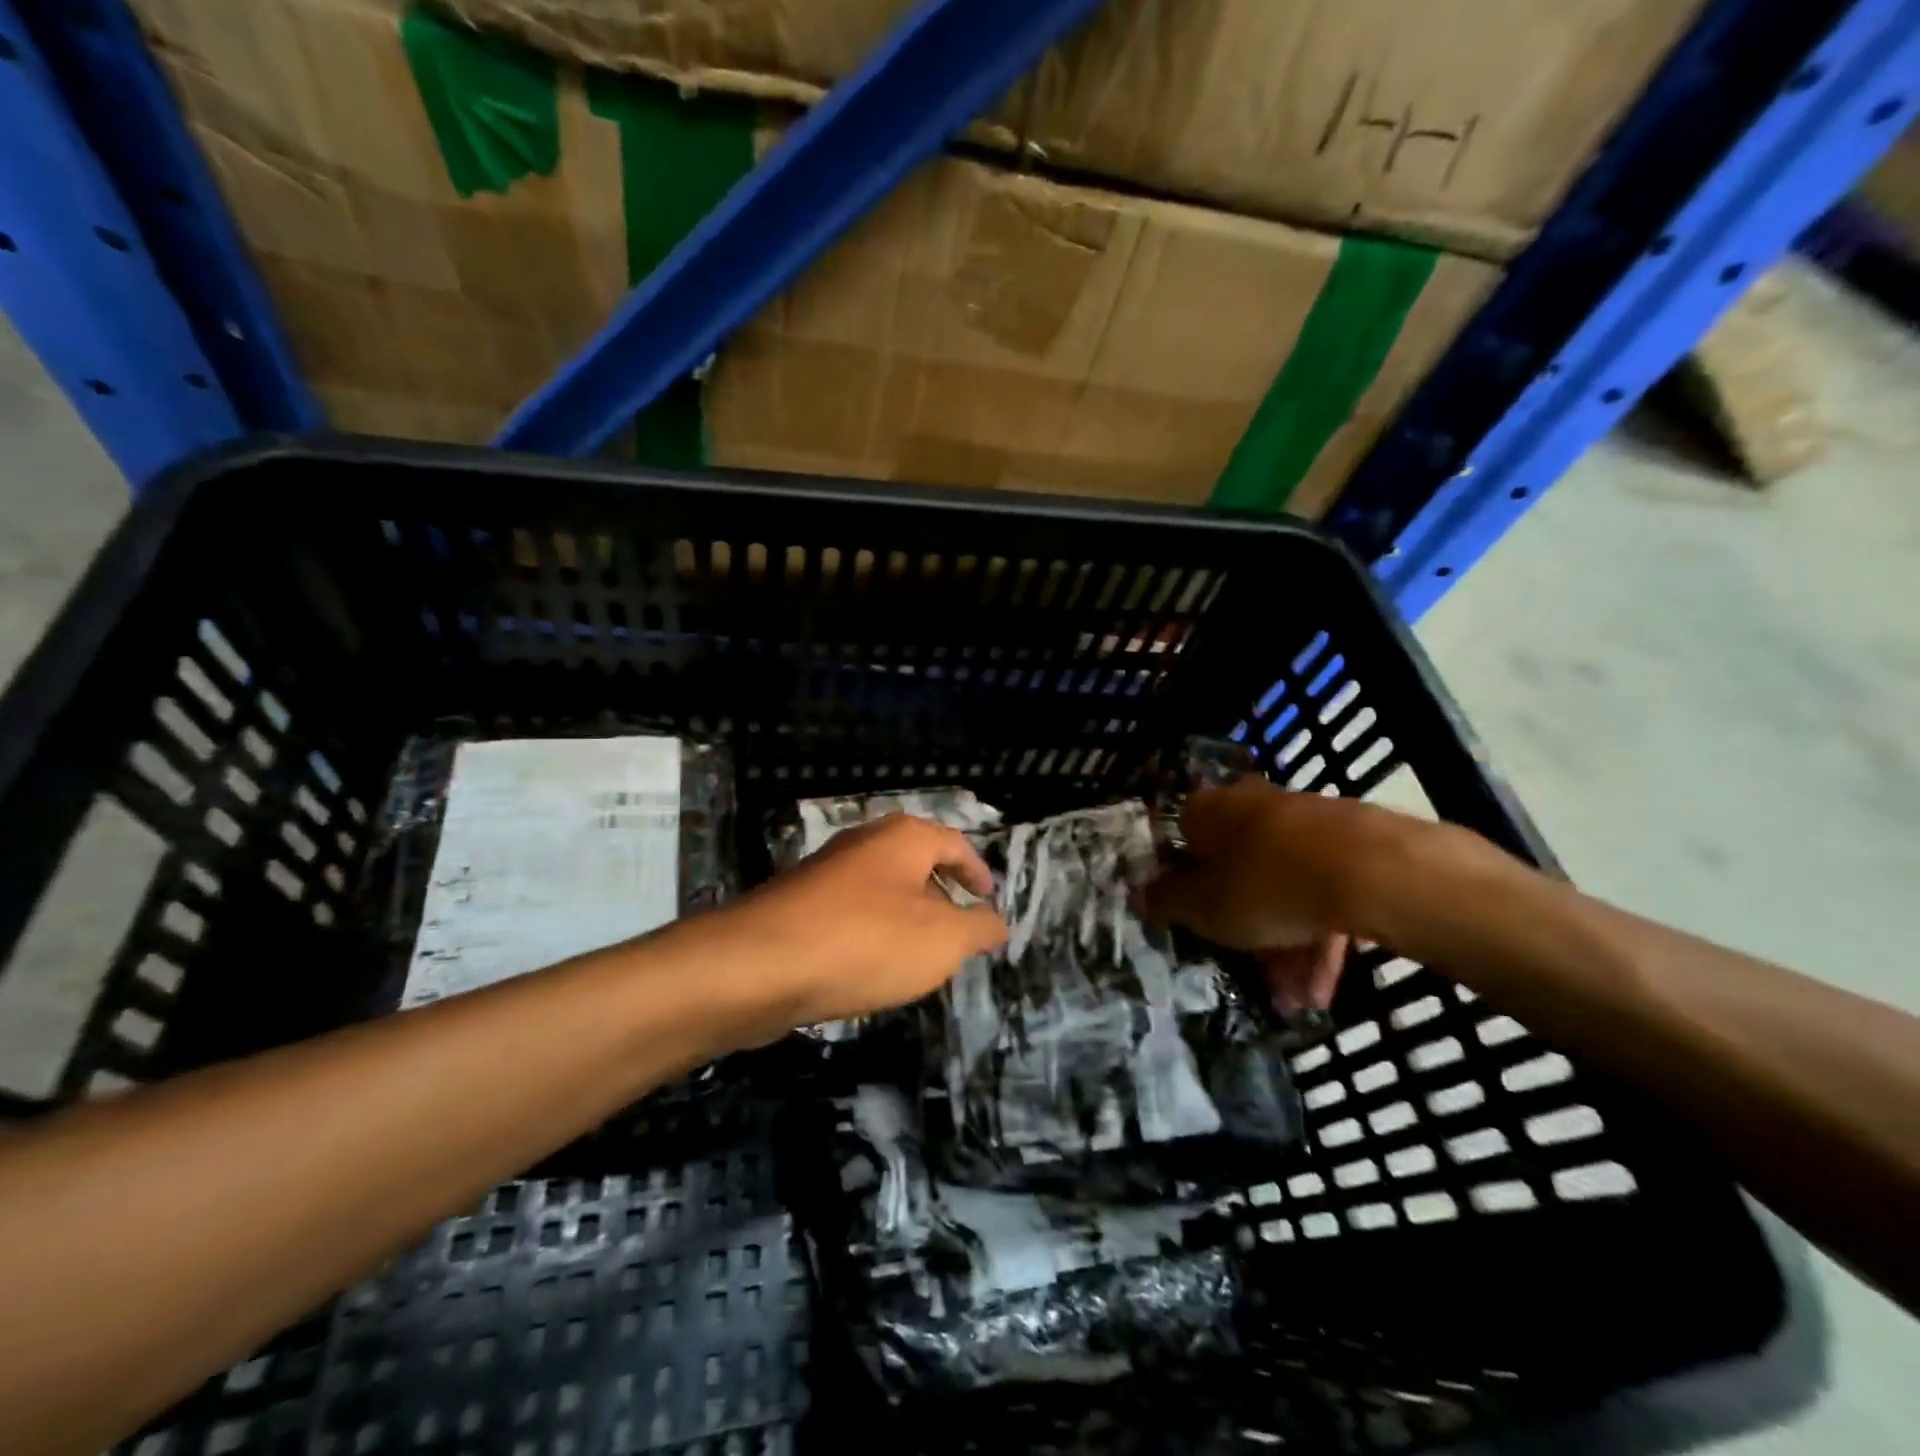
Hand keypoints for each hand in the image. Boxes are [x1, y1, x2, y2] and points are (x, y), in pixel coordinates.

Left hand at [720, 814, 1007, 1034]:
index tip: (988, 899)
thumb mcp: (942, 940)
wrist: (759, 965)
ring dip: (905, 918)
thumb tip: (996, 923)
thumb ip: (977, 929)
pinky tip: (870, 970)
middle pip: (915, 862)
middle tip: (959, 932)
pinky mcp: (796, 907)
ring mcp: (824, 874)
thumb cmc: (866, 941)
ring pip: (880, 891)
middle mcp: (863, 844)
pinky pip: (849, 916)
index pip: (954, 843)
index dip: (976, 871)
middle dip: (941, 895)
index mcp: (902, 838)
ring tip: (920, 958)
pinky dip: (870, 935)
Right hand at [1140, 778, 1431, 1012]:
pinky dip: (1319, 936)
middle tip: (1247, 967)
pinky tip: (1323, 987)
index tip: (1188, 912)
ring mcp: (1308, 822)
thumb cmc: (1265, 885)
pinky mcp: (1354, 844)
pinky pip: (1323, 891)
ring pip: (1284, 884)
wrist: (1372, 872)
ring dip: (1285, 943)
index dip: (1181, 876)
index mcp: (1211, 810)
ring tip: (1297, 997)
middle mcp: (1255, 805)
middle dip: (1241, 923)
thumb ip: (1167, 903)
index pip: (1183, 835)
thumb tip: (1141, 897)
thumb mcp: (1203, 908)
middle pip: (1237, 866)